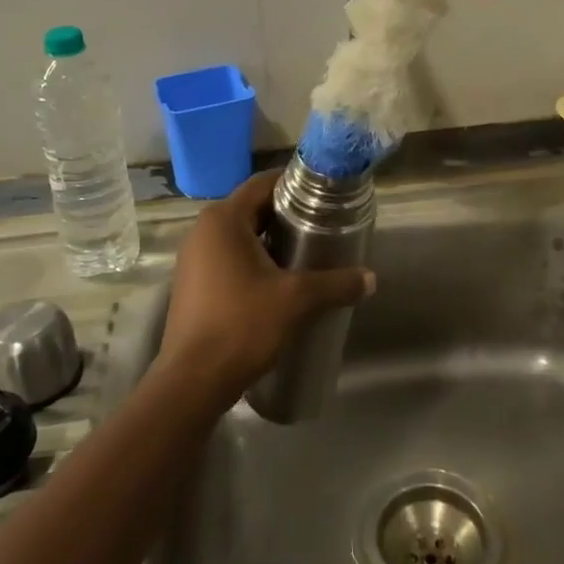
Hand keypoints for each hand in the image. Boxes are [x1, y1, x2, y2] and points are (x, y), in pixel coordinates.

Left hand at [155, 170, 374, 408]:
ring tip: (308, 253)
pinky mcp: (193, 284)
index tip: (324, 194)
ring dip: (271, 240)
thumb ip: (336, 284)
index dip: (294, 184)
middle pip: (252, 208)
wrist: (193, 381)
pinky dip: (254, 260)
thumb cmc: (242, 325)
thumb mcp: (296, 300)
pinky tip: (280, 281)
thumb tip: (370, 278)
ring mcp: (194, 258)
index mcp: (224, 220)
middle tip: (323, 224)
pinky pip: (228, 258)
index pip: (262, 183)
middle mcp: (203, 230)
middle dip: (287, 214)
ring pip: (240, 235)